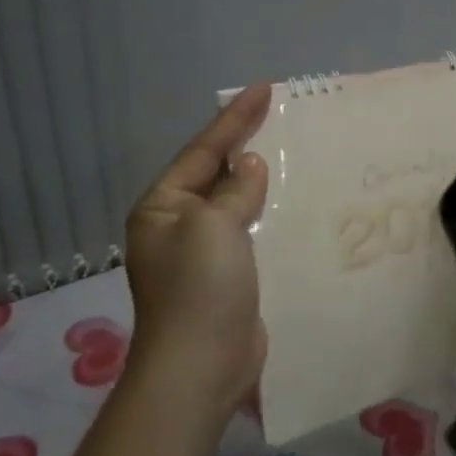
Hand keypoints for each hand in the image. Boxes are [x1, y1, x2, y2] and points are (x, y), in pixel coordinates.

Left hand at [121, 83, 271, 432]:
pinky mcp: (227, 275)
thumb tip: (251, 166)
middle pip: (216, 173)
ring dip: (260, 179)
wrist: (201, 367)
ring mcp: (202, 252)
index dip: (234, 118)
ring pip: (235, 201)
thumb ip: (235, 190)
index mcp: (162, 207)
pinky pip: (249, 230)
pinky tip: (293, 200)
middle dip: (246, 144)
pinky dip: (268, 212)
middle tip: (279, 113)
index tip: (264, 88)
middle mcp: (177, 224)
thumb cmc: (199, 287)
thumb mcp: (214, 225)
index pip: (203, 150)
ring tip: (291, 149)